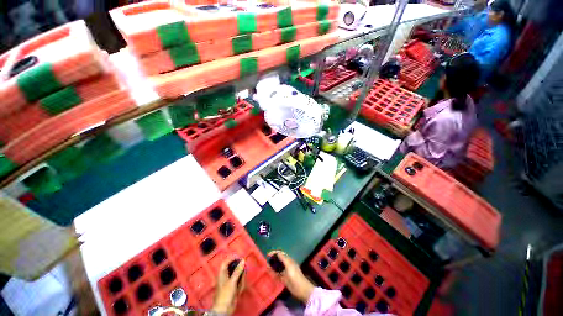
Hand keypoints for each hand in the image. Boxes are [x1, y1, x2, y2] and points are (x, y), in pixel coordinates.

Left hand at [212, 258, 244, 314]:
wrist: (224, 310)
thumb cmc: (225, 294)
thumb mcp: (232, 281)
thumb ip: (238, 270)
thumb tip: (243, 260)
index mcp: (222, 274)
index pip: (226, 262)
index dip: (232, 258)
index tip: (240, 257)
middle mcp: (225, 276)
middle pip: (233, 268)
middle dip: (239, 270)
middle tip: (244, 271)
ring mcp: (229, 282)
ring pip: (237, 275)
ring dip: (241, 279)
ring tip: (240, 285)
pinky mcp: (233, 288)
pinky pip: (239, 282)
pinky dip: (240, 285)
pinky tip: (239, 291)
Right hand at [268, 251, 314, 302]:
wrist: (301, 289)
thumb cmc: (295, 275)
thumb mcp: (289, 265)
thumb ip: (283, 258)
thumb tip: (277, 253)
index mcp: (289, 260)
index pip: (281, 254)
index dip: (275, 253)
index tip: (268, 254)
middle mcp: (287, 265)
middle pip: (279, 260)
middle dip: (273, 259)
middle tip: (266, 260)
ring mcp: (285, 272)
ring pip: (277, 267)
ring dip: (272, 266)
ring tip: (266, 266)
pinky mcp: (284, 279)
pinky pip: (277, 274)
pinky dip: (273, 273)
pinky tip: (269, 273)